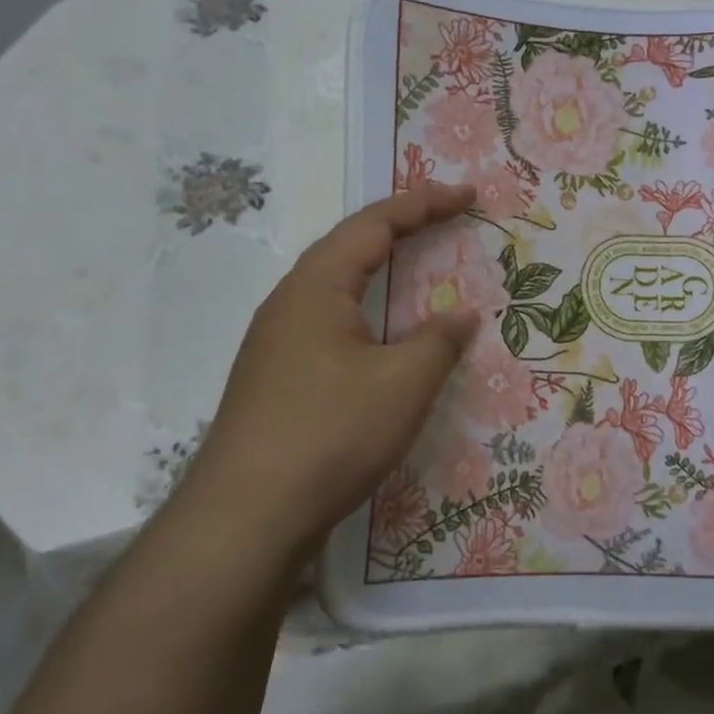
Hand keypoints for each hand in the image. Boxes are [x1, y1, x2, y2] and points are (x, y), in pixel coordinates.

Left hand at [182, 183, 479, 554]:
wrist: (246, 517)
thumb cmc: (330, 434)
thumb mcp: (402, 384)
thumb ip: (439, 341)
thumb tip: (463, 315)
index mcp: (315, 287)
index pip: (374, 224)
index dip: (424, 204)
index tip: (468, 196)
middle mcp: (289, 304)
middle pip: (349, 248)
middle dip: (402, 230)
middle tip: (447, 222)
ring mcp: (276, 344)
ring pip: (337, 290)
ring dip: (381, 274)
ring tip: (419, 272)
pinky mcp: (277, 380)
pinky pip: (330, 326)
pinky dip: (368, 315)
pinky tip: (383, 342)